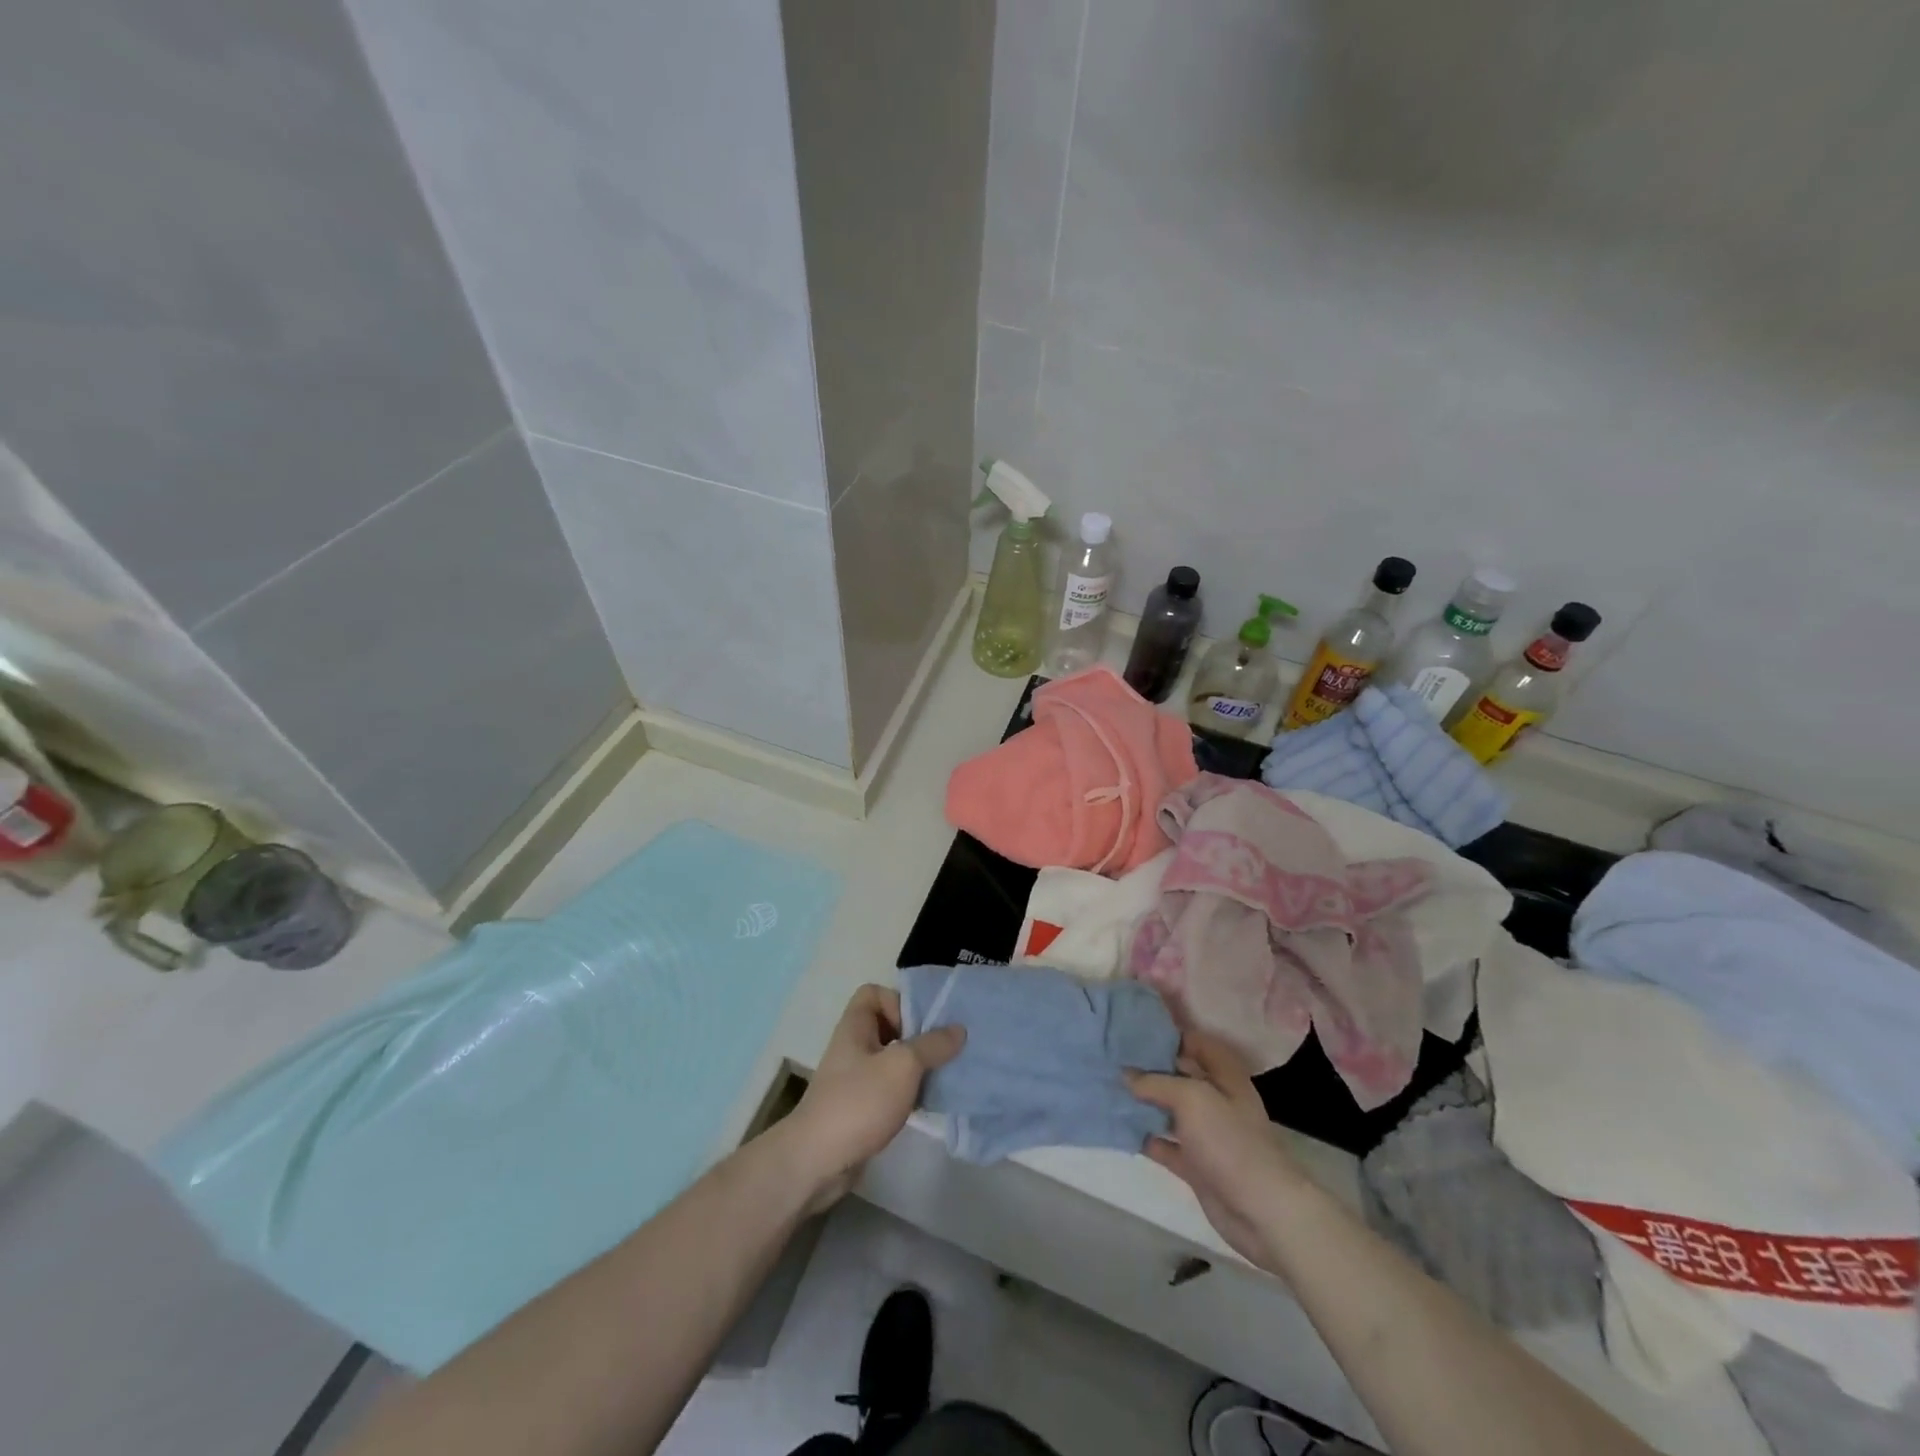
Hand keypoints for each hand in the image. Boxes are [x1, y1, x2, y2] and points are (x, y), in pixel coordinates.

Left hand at [782, 984, 964, 1210]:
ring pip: (892, 1060)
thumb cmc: (859, 1101)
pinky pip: (889, 1088)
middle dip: (917, 1037)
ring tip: (940, 1079)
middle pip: (888, 1026)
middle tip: (940, 1052)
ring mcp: (854, 1079)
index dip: (897, 1002)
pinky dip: (908, 1093)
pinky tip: (927, 1105)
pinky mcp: (860, 1108)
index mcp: (855, 1026)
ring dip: (916, 1067)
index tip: (917, 1027)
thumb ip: (932, 1045)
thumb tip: (959, 1029)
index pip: (874, 993)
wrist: (818, 1161)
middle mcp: (853, 1047)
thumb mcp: (902, 1066)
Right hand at [1127, 1031, 1308, 1269]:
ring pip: (1169, 1110)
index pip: (1195, 1042)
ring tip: (1108, 1088)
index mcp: (1224, 1076)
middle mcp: (1215, 1099)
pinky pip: (1165, 1144)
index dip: (1168, 1035)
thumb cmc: (1230, 1141)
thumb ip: (1156, 1082)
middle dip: (1148, 1068)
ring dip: (1143, 1102)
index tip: (1134, 1031)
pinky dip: (1144, 1136)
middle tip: (1112, 1058)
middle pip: (1179, 1075)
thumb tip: (1126, 1075)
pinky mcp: (1195, 1164)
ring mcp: (1206, 1134)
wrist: (1261, 1211)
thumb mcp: (1191, 1098)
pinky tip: (1119, 1127)